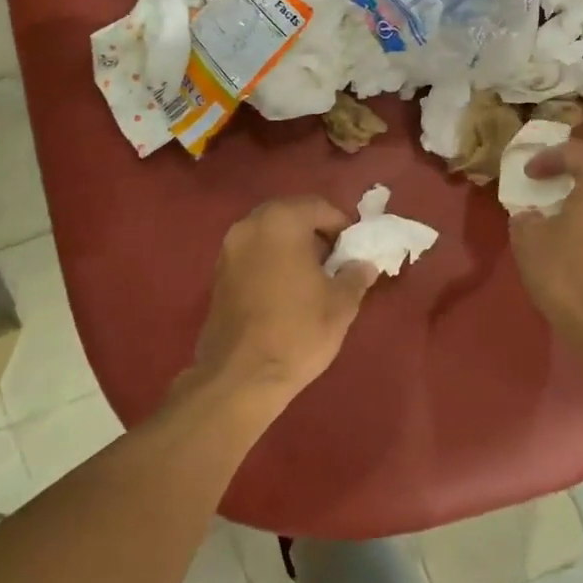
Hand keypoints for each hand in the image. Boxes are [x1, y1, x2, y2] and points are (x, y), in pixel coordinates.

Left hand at [192, 197, 378, 407]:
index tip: (354, 251)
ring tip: (313, 278)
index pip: (319, 206)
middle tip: (335, 262)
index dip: (342, 226)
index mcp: (281, 221)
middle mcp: (250, 225)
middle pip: (291, 215)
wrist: (240, 376)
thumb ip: (355, 275)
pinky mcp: (218, 274)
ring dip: (292, 247)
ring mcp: (229, 249)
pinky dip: (272, 261)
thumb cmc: (298, 331)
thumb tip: (363, 265)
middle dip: (315, 233)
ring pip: (270, 234)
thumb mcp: (341, 304)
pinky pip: (253, 254)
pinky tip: (287, 291)